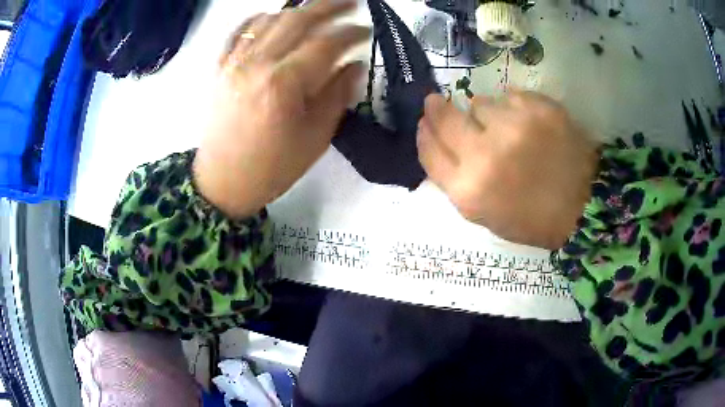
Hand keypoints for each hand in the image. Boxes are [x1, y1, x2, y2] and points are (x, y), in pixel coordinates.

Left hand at [194, 0, 368, 217]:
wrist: (223, 182)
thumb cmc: (272, 167)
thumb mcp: (315, 138)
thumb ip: (337, 95)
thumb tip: (354, 64)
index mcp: (284, 85)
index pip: (325, 44)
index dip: (350, 32)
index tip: (366, 31)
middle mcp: (257, 65)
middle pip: (297, 20)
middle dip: (328, 6)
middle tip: (351, 2)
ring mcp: (235, 63)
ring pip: (269, 20)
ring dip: (297, 10)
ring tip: (317, 11)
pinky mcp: (221, 68)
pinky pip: (239, 33)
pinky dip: (258, 19)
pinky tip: (273, 16)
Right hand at [417, 91, 600, 249]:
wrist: (583, 207)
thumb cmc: (532, 218)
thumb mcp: (484, 214)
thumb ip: (455, 180)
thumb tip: (438, 140)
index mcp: (469, 191)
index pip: (429, 150)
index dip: (424, 133)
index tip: (425, 121)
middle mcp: (485, 156)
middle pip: (445, 119)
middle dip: (437, 108)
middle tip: (437, 101)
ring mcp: (514, 127)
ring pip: (480, 103)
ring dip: (485, 113)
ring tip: (506, 129)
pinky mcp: (539, 109)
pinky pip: (511, 96)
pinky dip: (514, 106)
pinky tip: (528, 124)